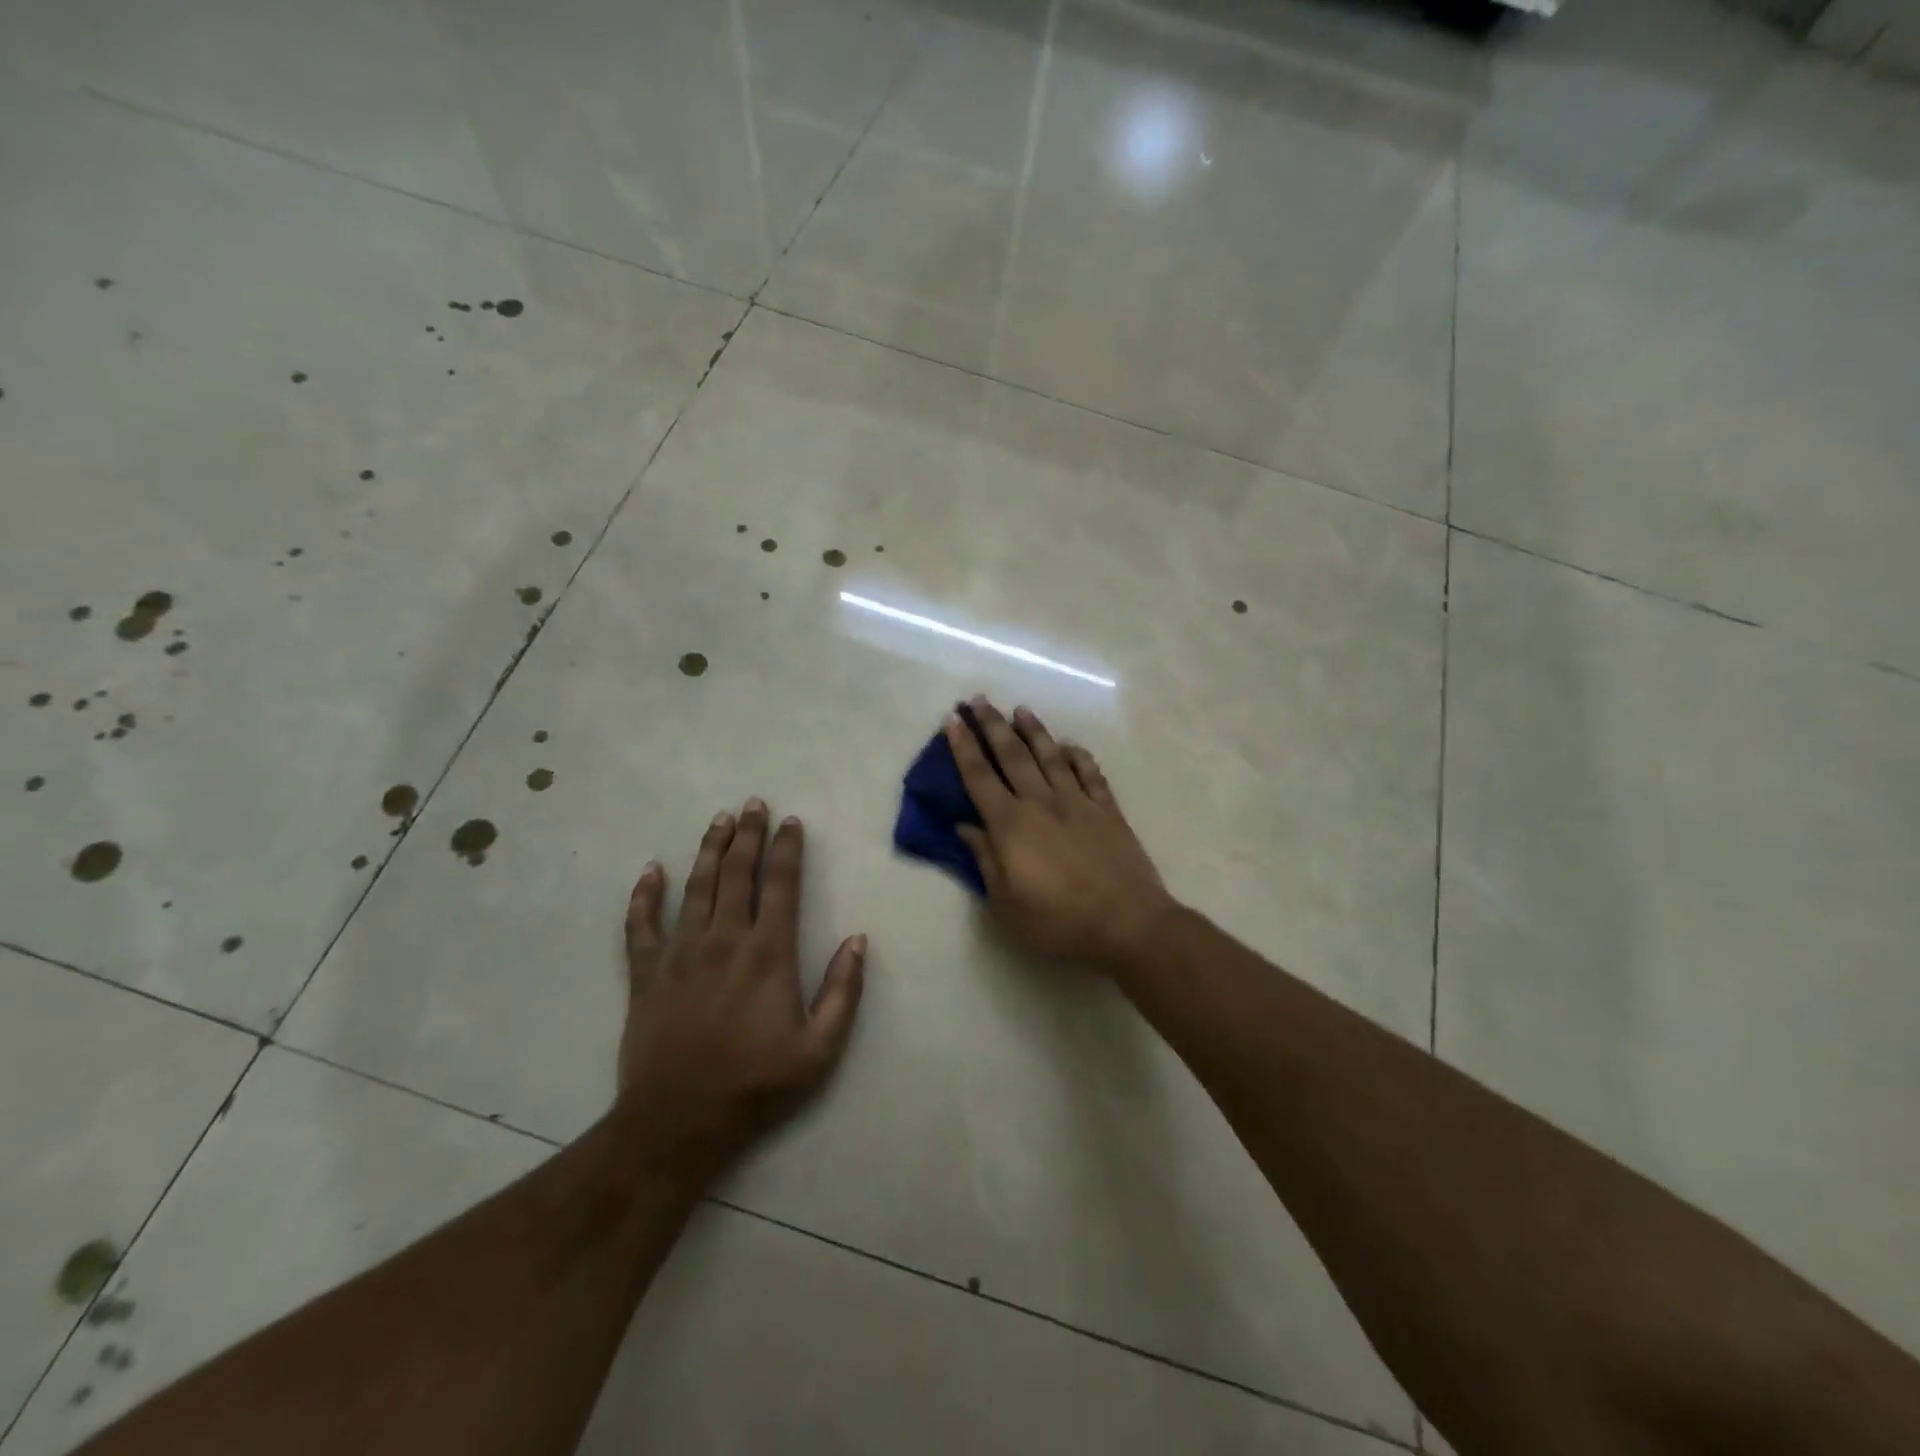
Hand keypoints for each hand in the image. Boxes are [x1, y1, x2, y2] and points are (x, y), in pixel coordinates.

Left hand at [617, 799, 865, 1176]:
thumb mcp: (819, 1048)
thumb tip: (857, 939)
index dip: (787, 849)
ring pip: (696, 887)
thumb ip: (843, 991)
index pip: (781, 885)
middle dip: (748, 835)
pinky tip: (652, 870)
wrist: (678, 1122)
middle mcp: (725, 940)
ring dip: (709, 850)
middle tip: (754, 804)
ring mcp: (680, 953)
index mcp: (768, 953)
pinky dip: (644, 895)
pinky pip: (641, 924)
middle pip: (737, 873)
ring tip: (719, 820)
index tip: (791, 822)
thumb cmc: (755, 1084)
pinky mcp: (647, 973)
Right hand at [947, 699, 1173, 967]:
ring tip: (1020, 710)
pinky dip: (1078, 756)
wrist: (1127, 923)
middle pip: (1012, 756)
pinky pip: (1090, 774)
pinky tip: (1070, 746)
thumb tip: (964, 826)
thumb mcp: (1006, 902)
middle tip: (978, 700)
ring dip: (1034, 731)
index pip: (979, 778)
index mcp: (1011, 825)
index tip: (953, 721)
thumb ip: (984, 859)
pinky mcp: (1107, 810)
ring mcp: (1078, 802)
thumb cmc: (1058, 921)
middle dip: (992, 726)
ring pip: (1050, 756)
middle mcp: (1041, 803)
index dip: (963, 748)